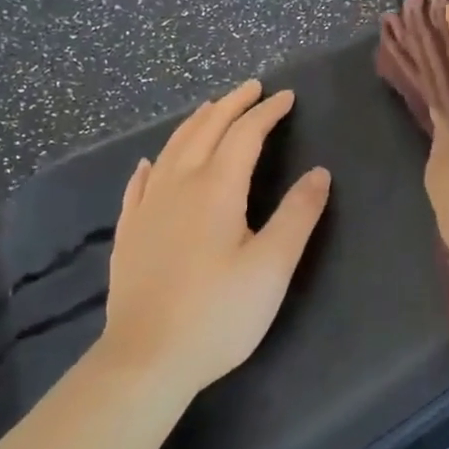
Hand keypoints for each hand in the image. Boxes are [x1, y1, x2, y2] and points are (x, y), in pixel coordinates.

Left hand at [101, 80, 330, 394]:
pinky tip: (150, 163)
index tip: (286, 97)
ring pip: (171, 149)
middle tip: (252, 88)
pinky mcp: (129, 233)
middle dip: (231, 105)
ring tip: (210, 110)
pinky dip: (153, 165)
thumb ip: (298, 215)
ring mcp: (148, 208)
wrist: (146, 360)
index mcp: (216, 188)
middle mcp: (178, 185)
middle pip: (205, 131)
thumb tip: (320, 173)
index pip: (245, 134)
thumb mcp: (272, 266)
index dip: (267, 112)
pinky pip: (140, 184)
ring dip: (195, 124)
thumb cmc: (218, 313)